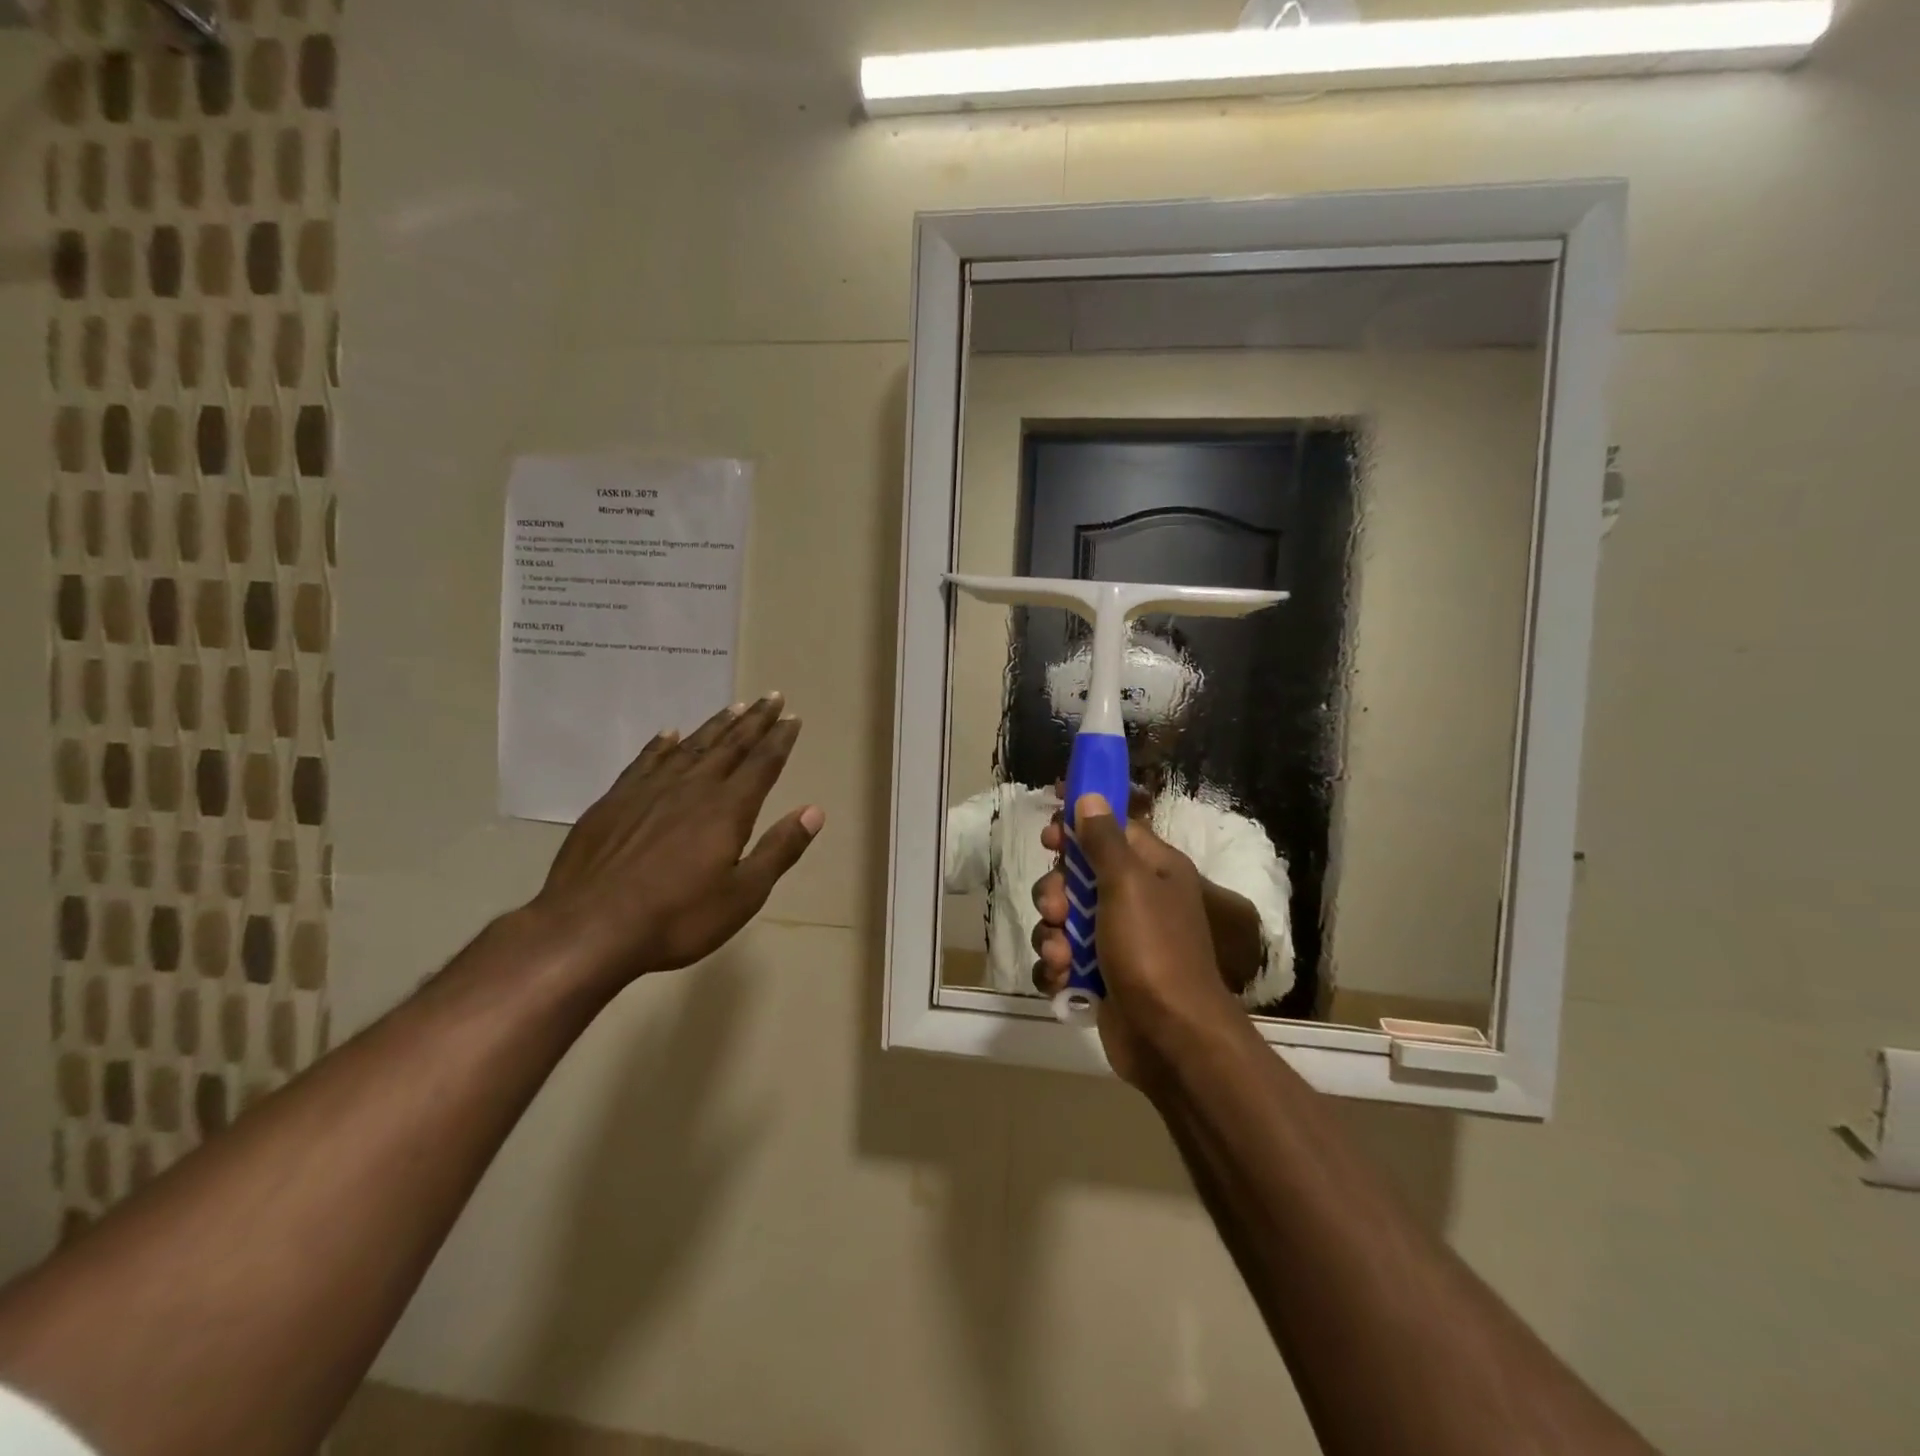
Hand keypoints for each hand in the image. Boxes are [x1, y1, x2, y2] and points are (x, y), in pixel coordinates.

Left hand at [530, 694, 824, 989]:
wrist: (588, 928)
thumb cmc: (677, 918)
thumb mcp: (743, 894)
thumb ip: (779, 849)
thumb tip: (814, 811)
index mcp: (727, 810)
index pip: (762, 764)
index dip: (780, 740)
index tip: (792, 717)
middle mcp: (692, 788)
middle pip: (730, 746)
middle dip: (754, 721)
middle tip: (771, 697)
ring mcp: (649, 791)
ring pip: (691, 747)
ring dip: (715, 726)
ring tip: (733, 707)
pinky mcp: (614, 801)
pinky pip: (645, 761)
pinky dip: (660, 745)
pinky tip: (668, 734)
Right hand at [1031, 795, 1241, 1087]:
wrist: (1171, 1039)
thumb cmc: (1153, 950)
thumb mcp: (1127, 884)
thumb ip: (1104, 840)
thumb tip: (1090, 797)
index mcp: (1152, 869)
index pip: (1111, 831)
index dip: (1077, 829)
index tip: (1049, 837)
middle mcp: (1135, 900)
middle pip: (1078, 878)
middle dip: (1056, 893)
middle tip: (1057, 910)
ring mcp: (1116, 941)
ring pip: (1064, 921)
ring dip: (1053, 936)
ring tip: (1063, 956)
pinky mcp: (1100, 976)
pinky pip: (1063, 959)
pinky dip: (1057, 968)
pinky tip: (1062, 979)